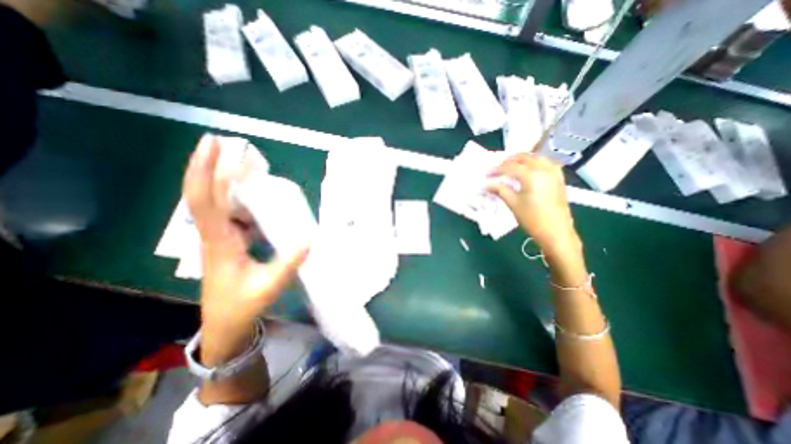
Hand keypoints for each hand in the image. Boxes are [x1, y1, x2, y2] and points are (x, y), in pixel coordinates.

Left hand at [186, 134, 308, 363]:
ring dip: (224, 180)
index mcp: (221, 243)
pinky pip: (230, 214)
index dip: (207, 173)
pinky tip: (254, 196)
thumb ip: (289, 262)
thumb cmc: (242, 306)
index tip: (214, 147)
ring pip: (215, 203)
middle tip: (221, 142)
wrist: (225, 325)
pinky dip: (238, 199)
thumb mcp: (269, 286)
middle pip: (203, 195)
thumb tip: (311, 238)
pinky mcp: (227, 242)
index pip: (207, 202)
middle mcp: (214, 235)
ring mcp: (219, 238)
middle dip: (207, 166)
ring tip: (243, 164)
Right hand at [486, 154, 579, 254]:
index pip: (510, 167)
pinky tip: (530, 168)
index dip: (497, 169)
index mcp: (532, 175)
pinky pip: (546, 163)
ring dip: (523, 159)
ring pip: (537, 158)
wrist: (556, 231)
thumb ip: (500, 190)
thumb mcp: (513, 204)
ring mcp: (554, 173)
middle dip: (509, 160)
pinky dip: (535, 162)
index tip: (487, 174)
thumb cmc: (532, 218)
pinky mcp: (558, 179)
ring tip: (511, 165)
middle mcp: (544, 169)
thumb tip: (487, 184)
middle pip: (524, 158)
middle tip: (497, 166)